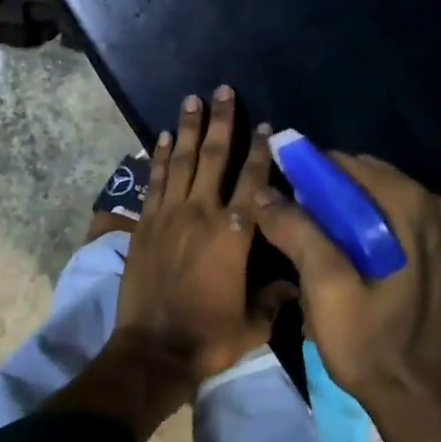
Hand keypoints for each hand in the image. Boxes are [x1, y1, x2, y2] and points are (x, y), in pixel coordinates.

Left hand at [111, 87, 292, 389]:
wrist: (153, 351)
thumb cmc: (209, 337)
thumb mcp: (254, 323)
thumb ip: (276, 297)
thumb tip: (295, 282)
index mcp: (234, 234)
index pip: (253, 181)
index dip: (261, 151)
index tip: (266, 125)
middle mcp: (201, 213)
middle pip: (213, 157)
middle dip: (220, 121)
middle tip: (222, 90)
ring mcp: (169, 215)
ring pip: (179, 161)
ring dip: (186, 128)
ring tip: (191, 99)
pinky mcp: (145, 224)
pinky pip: (153, 182)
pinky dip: (157, 157)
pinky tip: (159, 136)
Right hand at [253, 153, 440, 418]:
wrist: (433, 406)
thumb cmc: (376, 346)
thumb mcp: (326, 287)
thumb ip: (296, 230)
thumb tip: (263, 192)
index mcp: (410, 204)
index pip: (341, 164)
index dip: (301, 175)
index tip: (274, 199)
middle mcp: (431, 205)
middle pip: (358, 180)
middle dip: (319, 198)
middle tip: (289, 230)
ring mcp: (439, 230)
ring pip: (370, 203)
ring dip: (336, 218)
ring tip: (309, 252)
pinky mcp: (438, 253)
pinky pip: (387, 223)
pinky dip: (358, 232)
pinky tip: (340, 264)